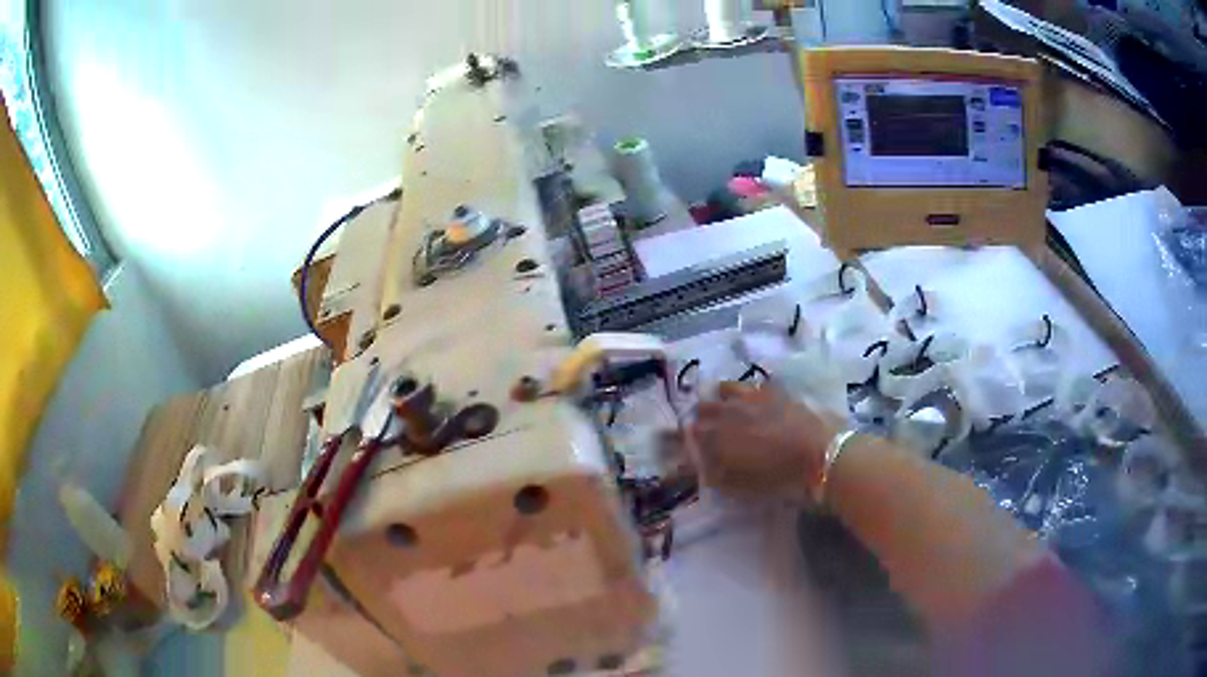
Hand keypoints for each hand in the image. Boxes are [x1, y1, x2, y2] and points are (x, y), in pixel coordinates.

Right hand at [690, 382, 839, 498]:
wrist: (820, 454)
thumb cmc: (780, 477)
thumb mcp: (743, 487)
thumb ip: (718, 476)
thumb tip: (703, 468)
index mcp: (717, 438)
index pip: (689, 436)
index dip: (685, 443)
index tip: (685, 450)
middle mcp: (728, 412)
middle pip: (702, 409)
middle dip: (699, 419)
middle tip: (704, 432)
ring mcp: (750, 397)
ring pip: (723, 389)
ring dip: (719, 399)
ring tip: (724, 409)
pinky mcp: (772, 390)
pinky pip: (749, 386)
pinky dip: (744, 392)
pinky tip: (750, 400)